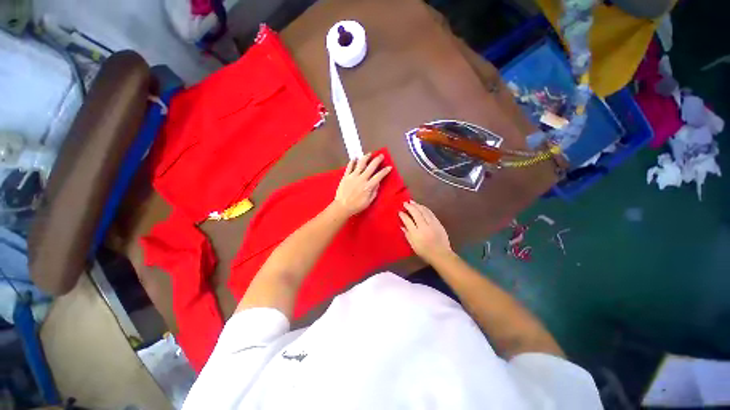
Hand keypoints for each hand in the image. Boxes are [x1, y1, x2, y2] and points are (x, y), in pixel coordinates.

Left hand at [334, 153, 392, 216]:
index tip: (389, 167)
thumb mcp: (368, 201)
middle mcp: (362, 179)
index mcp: (368, 186)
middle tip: (381, 156)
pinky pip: (349, 167)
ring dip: (366, 157)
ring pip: (360, 164)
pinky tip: (354, 158)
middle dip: (377, 160)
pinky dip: (352, 161)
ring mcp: (353, 176)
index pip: (379, 176)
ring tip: (369, 154)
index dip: (385, 171)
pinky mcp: (345, 176)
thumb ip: (374, 191)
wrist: (342, 206)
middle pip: (371, 166)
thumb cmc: (356, 206)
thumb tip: (377, 183)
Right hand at [399, 200, 452, 263]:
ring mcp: (432, 224)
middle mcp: (424, 227)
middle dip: (410, 207)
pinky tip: (421, 206)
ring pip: (424, 211)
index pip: (408, 221)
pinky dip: (425, 208)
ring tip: (412, 202)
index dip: (403, 215)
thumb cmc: (425, 252)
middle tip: (405, 203)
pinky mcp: (438, 223)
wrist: (441, 255)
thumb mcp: (413, 245)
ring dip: (417, 205)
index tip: (399, 211)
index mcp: (416, 233)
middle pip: (416, 213)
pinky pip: (430, 213)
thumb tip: (402, 226)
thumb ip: (407, 234)